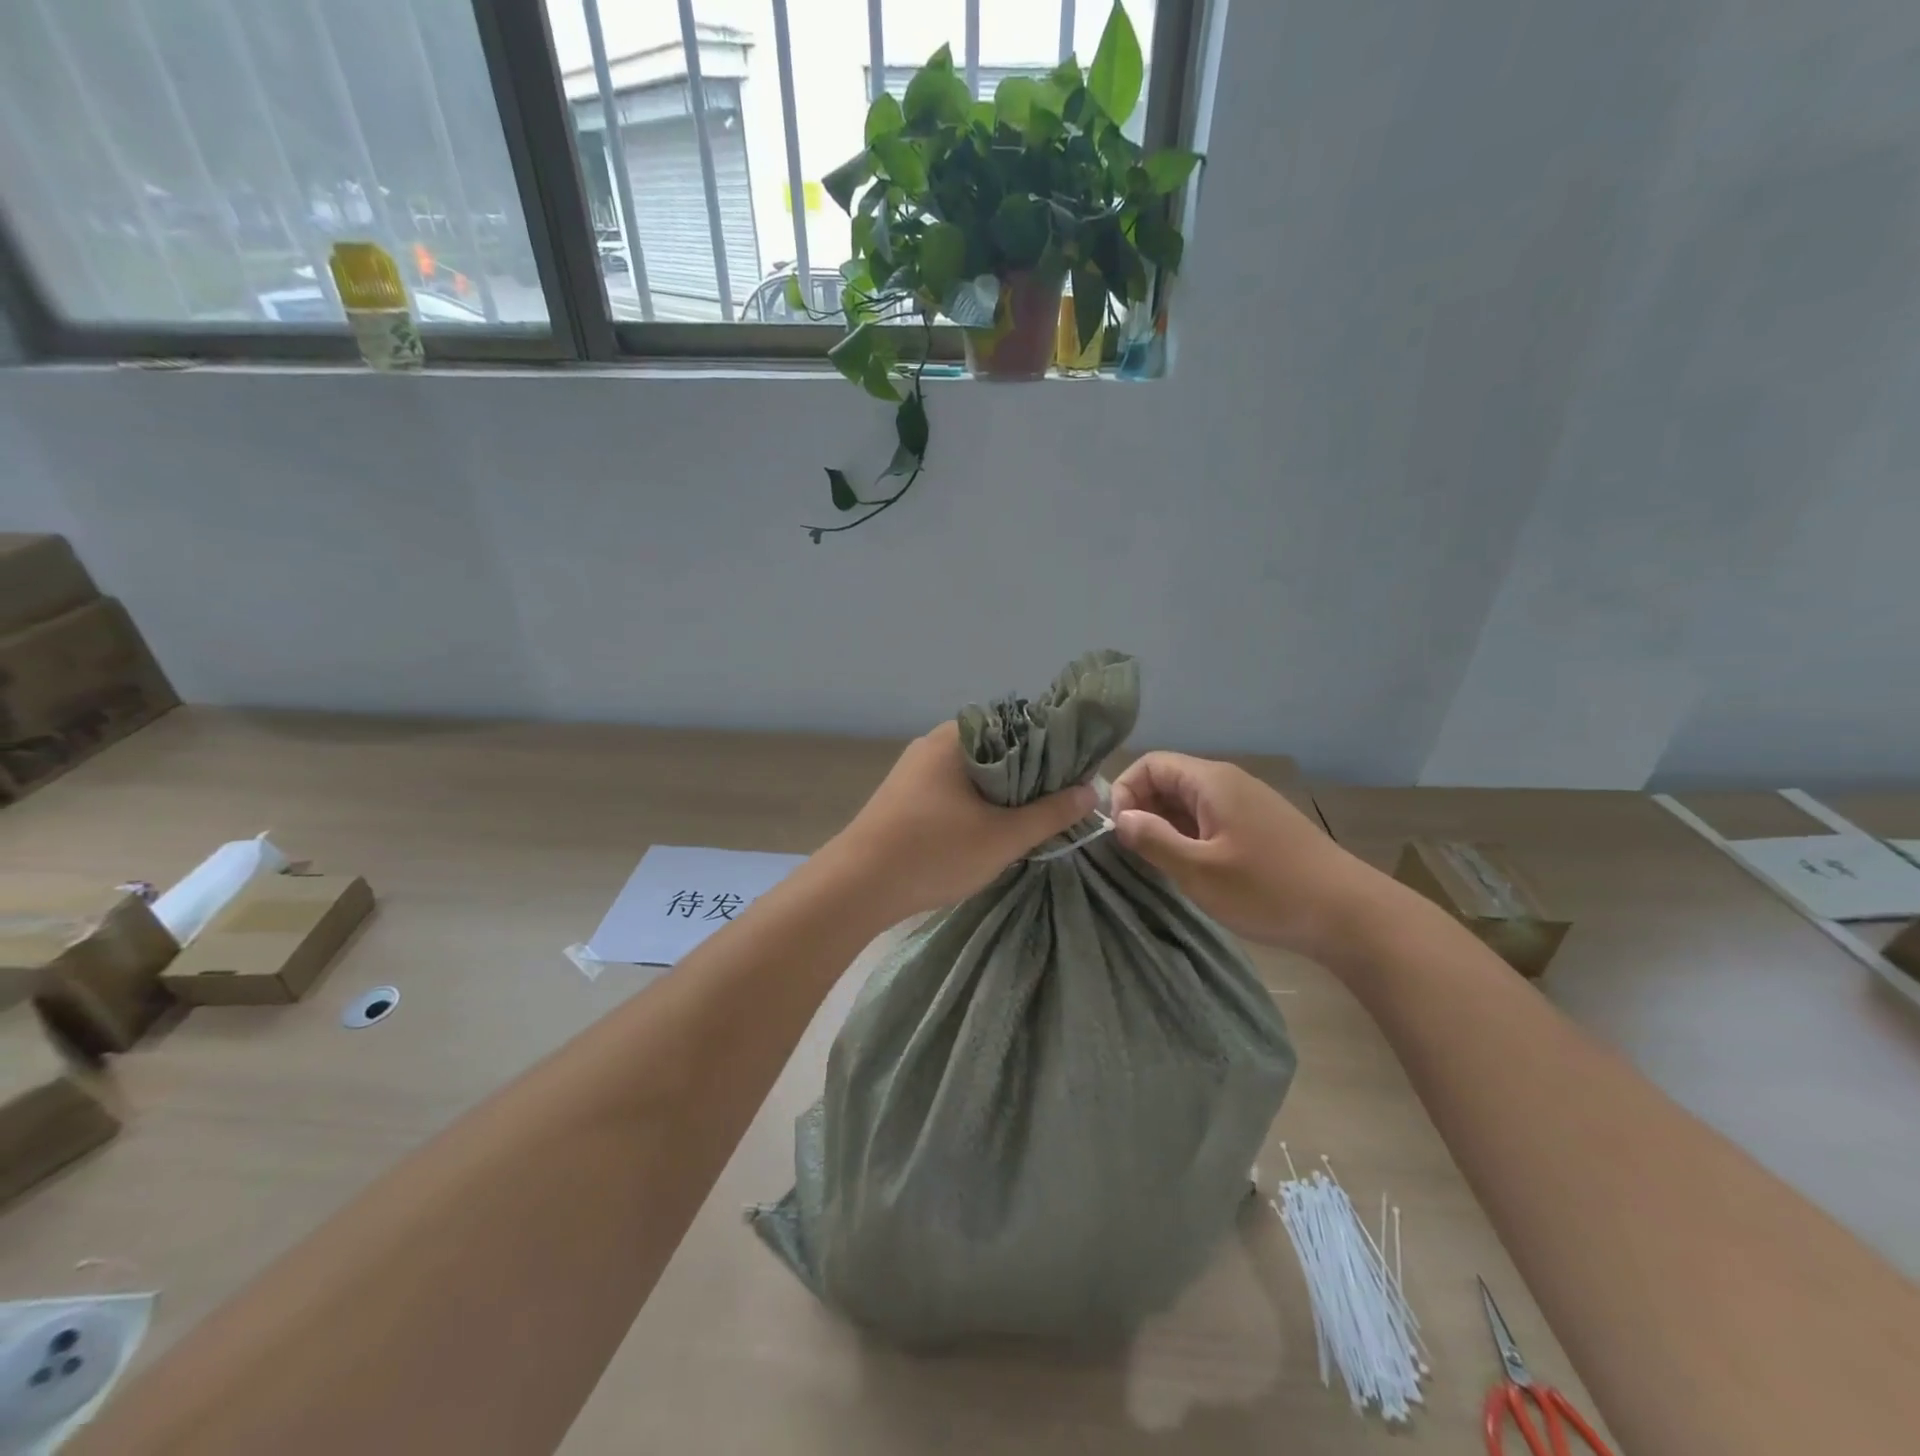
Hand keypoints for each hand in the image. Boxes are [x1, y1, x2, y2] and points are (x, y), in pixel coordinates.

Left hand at [826, 723, 1098, 924]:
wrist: (856, 887)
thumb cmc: (934, 852)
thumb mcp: (1003, 837)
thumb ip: (1050, 813)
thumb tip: (1091, 791)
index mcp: (958, 737)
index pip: (1020, 725)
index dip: (1054, 749)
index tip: (1077, 775)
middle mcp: (934, 743)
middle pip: (998, 749)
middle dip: (1030, 775)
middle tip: (1060, 803)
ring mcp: (915, 770)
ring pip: (975, 773)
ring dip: (1003, 793)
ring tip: (1032, 818)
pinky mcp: (905, 796)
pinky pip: (954, 789)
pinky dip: (977, 803)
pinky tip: (991, 828)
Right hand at [1111, 752, 1385, 959]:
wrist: (1350, 915)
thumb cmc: (1268, 889)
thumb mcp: (1199, 870)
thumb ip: (1153, 840)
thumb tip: (1120, 818)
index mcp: (1212, 782)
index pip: (1150, 764)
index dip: (1125, 791)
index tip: (1120, 833)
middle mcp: (1229, 783)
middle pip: (1169, 780)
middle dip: (1143, 810)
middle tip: (1136, 853)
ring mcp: (1248, 804)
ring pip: (1189, 802)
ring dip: (1166, 827)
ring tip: (1161, 865)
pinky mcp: (1260, 827)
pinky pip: (1210, 819)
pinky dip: (1190, 837)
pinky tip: (1193, 870)